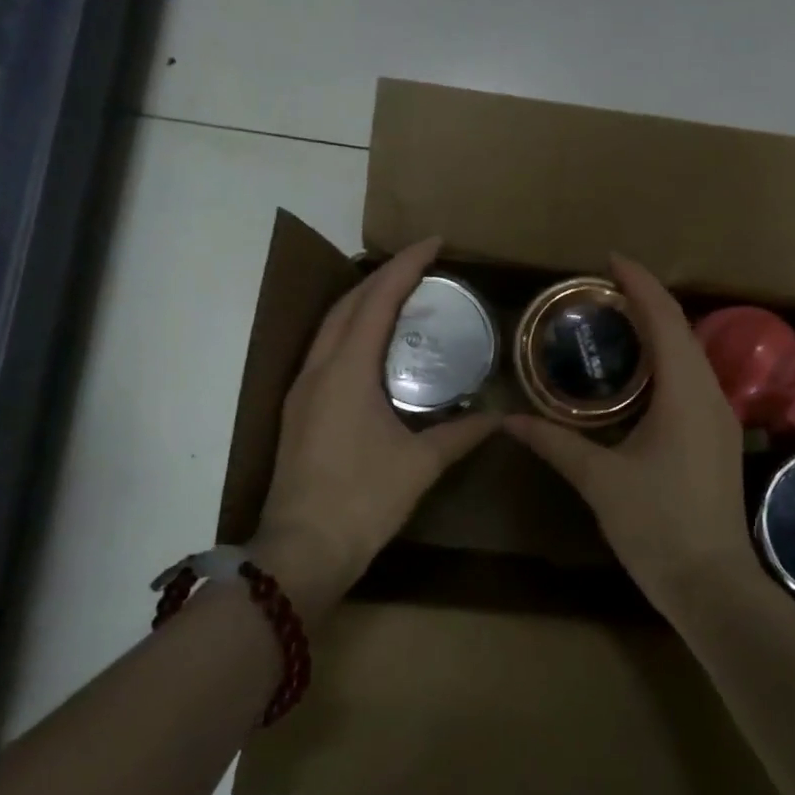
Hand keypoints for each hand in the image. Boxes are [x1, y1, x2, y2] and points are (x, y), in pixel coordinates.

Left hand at [252, 237, 496, 617]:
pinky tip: (373, 345)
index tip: (435, 243)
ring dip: (363, 301)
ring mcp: (302, 389)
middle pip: (348, 303)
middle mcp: (318, 369)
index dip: (406, 266)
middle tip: (422, 266)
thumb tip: (497, 417)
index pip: (377, 300)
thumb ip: (460, 434)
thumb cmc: (362, 502)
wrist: (301, 551)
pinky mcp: (298, 410)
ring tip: (400, 295)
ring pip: (331, 325)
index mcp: (347, 371)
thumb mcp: (420, 465)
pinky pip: (326, 350)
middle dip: (384, 276)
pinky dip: (351, 331)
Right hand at [504, 256, 764, 621]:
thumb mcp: (599, 480)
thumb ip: (554, 442)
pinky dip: (666, 359)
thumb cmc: (657, 526)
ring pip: (691, 354)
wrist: (713, 585)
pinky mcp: (718, 438)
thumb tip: (507, 420)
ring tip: (616, 320)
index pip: (665, 319)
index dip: (639, 283)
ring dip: (659, 329)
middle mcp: (710, 394)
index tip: (609, 259)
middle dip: (647, 300)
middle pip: (682, 329)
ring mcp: (721, 417)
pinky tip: (638, 373)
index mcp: (686, 393)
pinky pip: (693, 379)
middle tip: (601, 289)